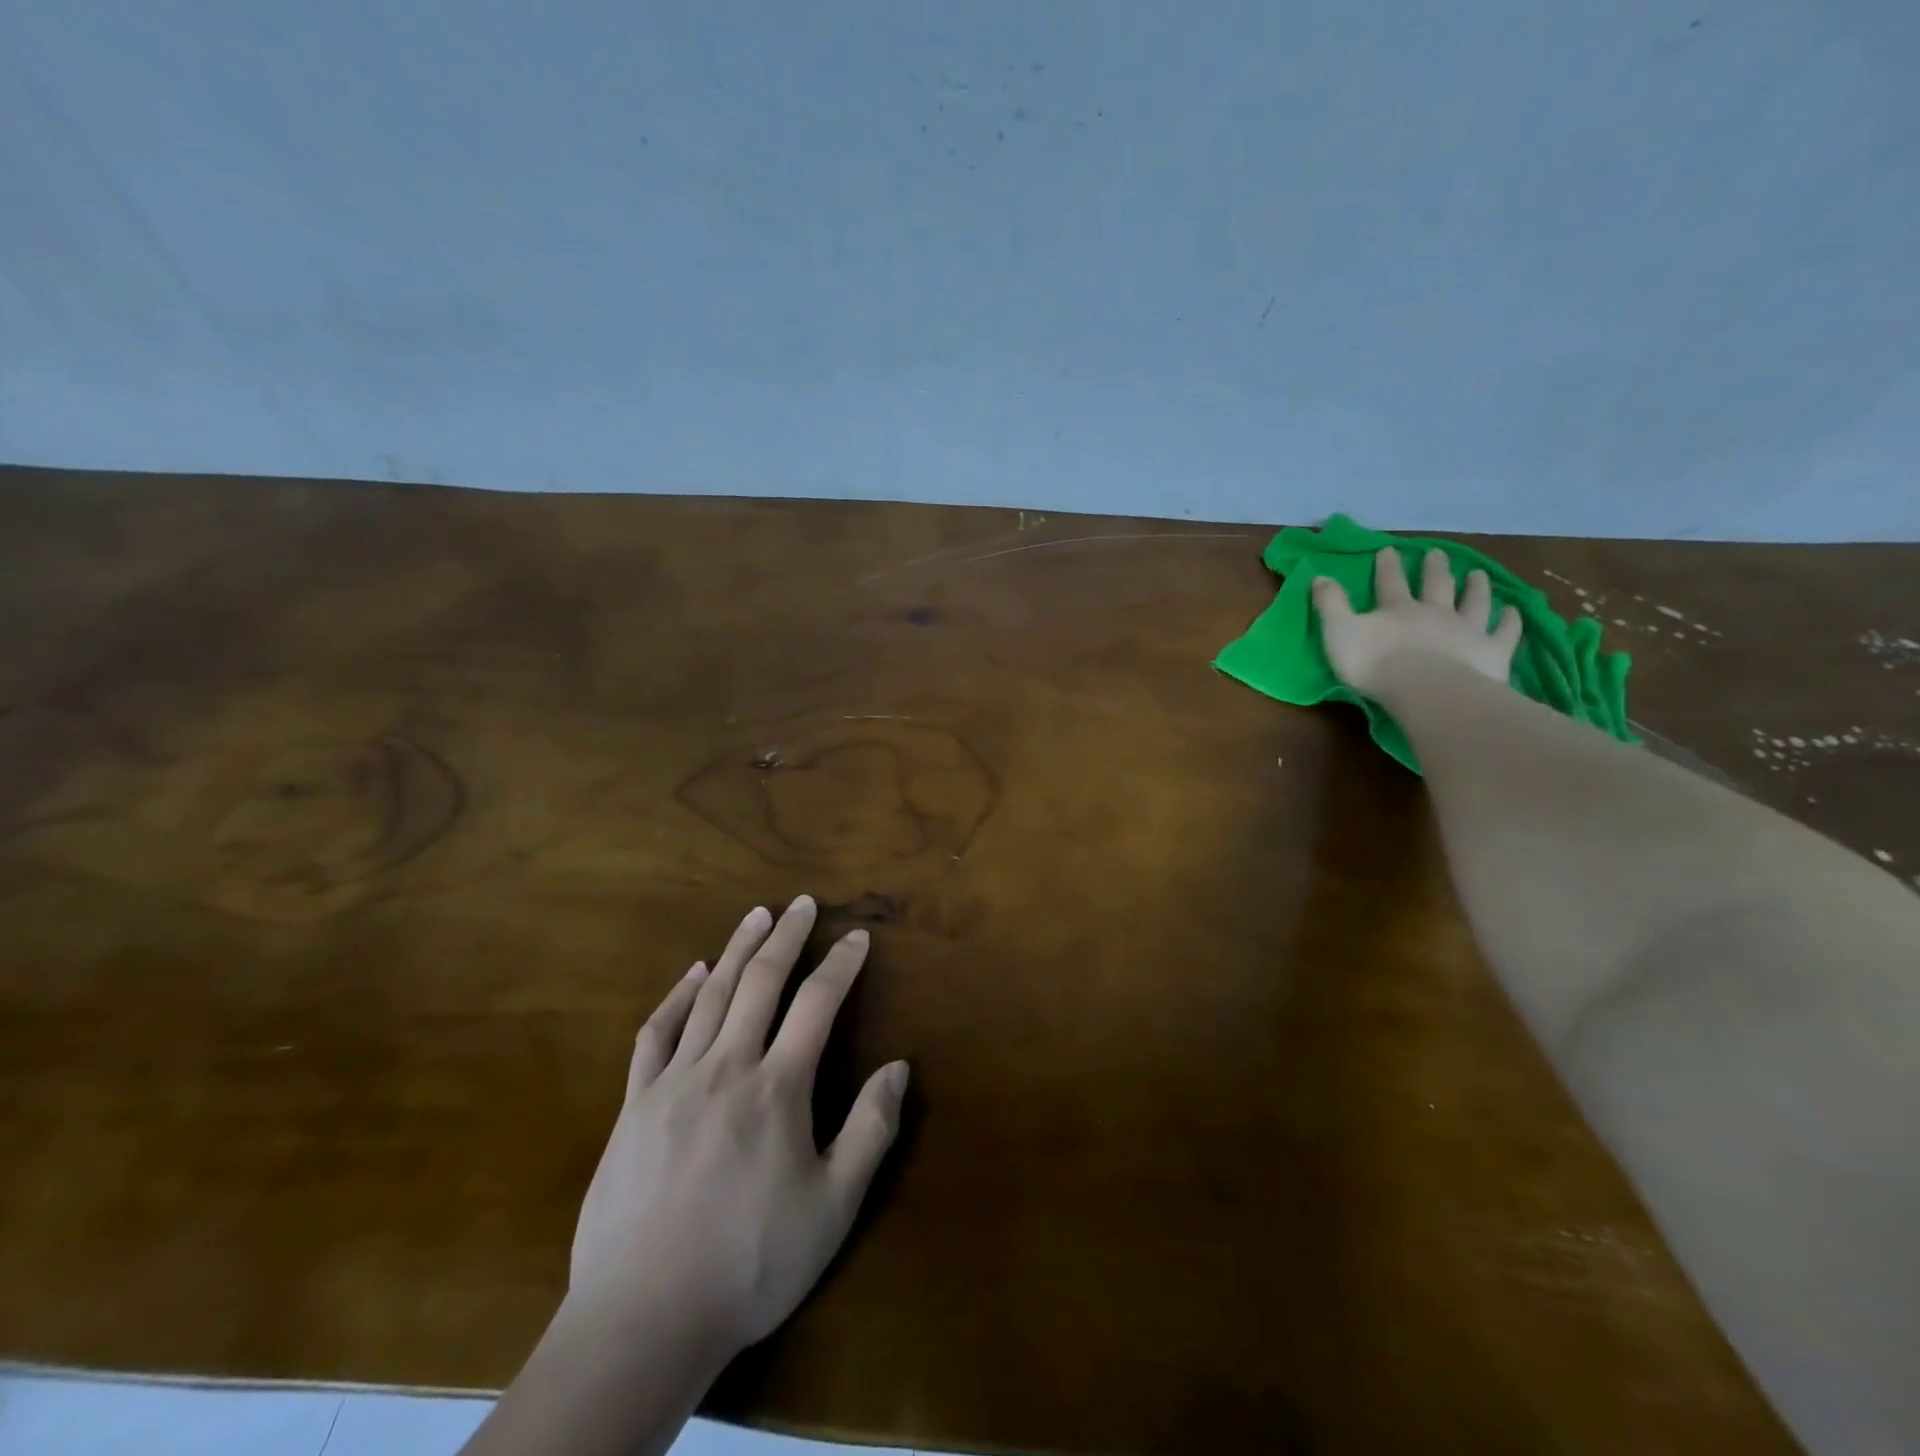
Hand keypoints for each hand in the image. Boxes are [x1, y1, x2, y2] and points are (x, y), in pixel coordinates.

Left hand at [568, 895, 907, 1356]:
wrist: (642, 1320)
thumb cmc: (751, 1264)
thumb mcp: (833, 1208)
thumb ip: (870, 1131)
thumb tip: (898, 1067)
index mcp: (778, 1089)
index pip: (818, 1004)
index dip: (841, 964)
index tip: (857, 936)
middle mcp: (727, 1067)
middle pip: (760, 982)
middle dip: (787, 936)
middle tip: (802, 902)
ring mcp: (674, 1082)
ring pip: (710, 995)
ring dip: (736, 949)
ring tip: (757, 915)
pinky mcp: (634, 1105)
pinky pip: (656, 1034)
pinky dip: (676, 997)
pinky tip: (692, 975)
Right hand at [1312, 546, 1521, 697]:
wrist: (1428, 690)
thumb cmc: (1376, 664)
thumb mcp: (1339, 632)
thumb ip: (1330, 605)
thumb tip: (1320, 576)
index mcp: (1397, 609)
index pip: (1390, 582)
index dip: (1388, 566)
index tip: (1389, 549)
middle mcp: (1435, 612)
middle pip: (1436, 585)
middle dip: (1434, 568)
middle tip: (1437, 553)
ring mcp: (1468, 629)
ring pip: (1474, 602)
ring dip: (1476, 587)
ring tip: (1478, 574)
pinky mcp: (1492, 651)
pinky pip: (1504, 632)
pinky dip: (1510, 620)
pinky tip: (1514, 611)